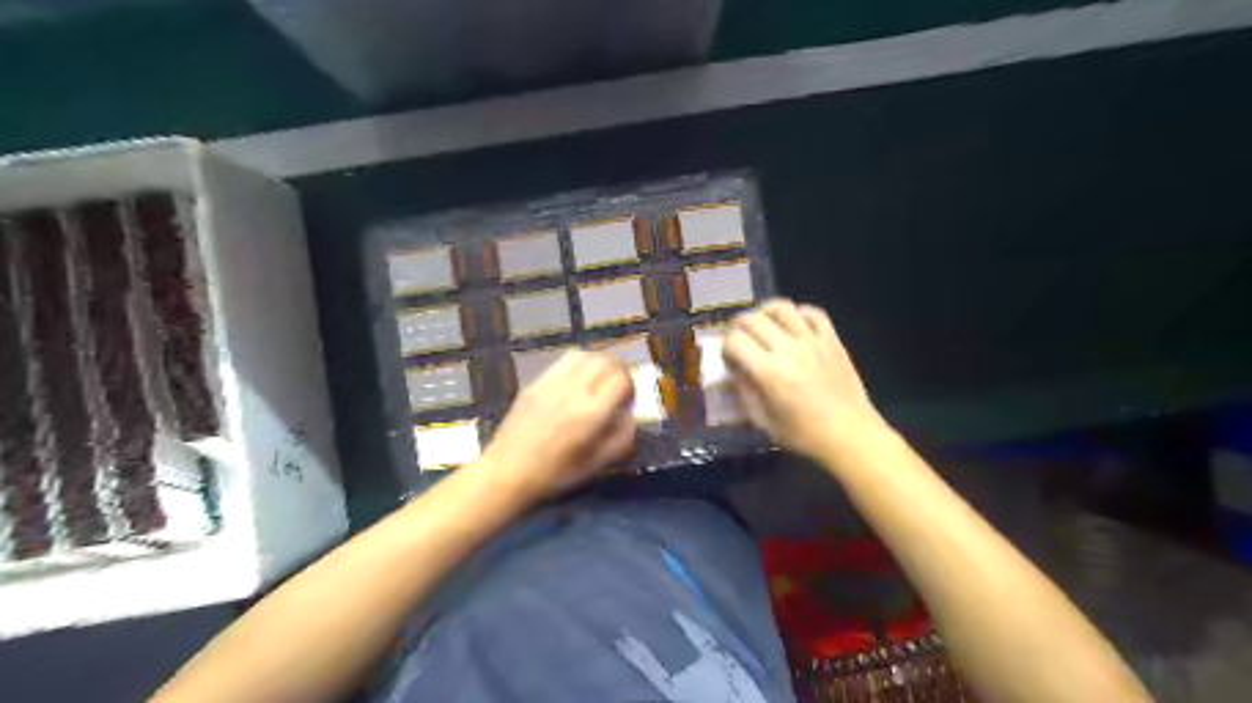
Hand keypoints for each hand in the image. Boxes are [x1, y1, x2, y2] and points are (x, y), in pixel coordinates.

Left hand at [477, 351, 638, 505]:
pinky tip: (577, 380)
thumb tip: (630, 414)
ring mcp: (552, 384)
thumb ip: (622, 437)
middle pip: (606, 361)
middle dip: (619, 370)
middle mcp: (573, 392)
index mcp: (591, 414)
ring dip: (599, 363)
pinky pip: (563, 361)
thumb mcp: (598, 464)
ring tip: (600, 380)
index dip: (631, 387)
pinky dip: (579, 364)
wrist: (508, 472)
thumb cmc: (557, 475)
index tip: (628, 402)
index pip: (622, 380)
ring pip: (585, 355)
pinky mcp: (536, 383)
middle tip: (619, 387)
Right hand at [725, 295, 887, 458]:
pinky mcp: (832, 340)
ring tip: (764, 324)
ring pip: (782, 308)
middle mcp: (789, 350)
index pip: (735, 341)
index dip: (725, 346)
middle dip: (740, 327)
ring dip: (766, 312)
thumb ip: (745, 393)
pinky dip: (799, 313)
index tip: (728, 356)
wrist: (850, 435)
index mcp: (769, 373)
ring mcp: (812, 341)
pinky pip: (813, 313)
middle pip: (754, 319)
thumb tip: (735, 371)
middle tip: (741, 339)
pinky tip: (794, 324)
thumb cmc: (804, 435)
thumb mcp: (764, 422)